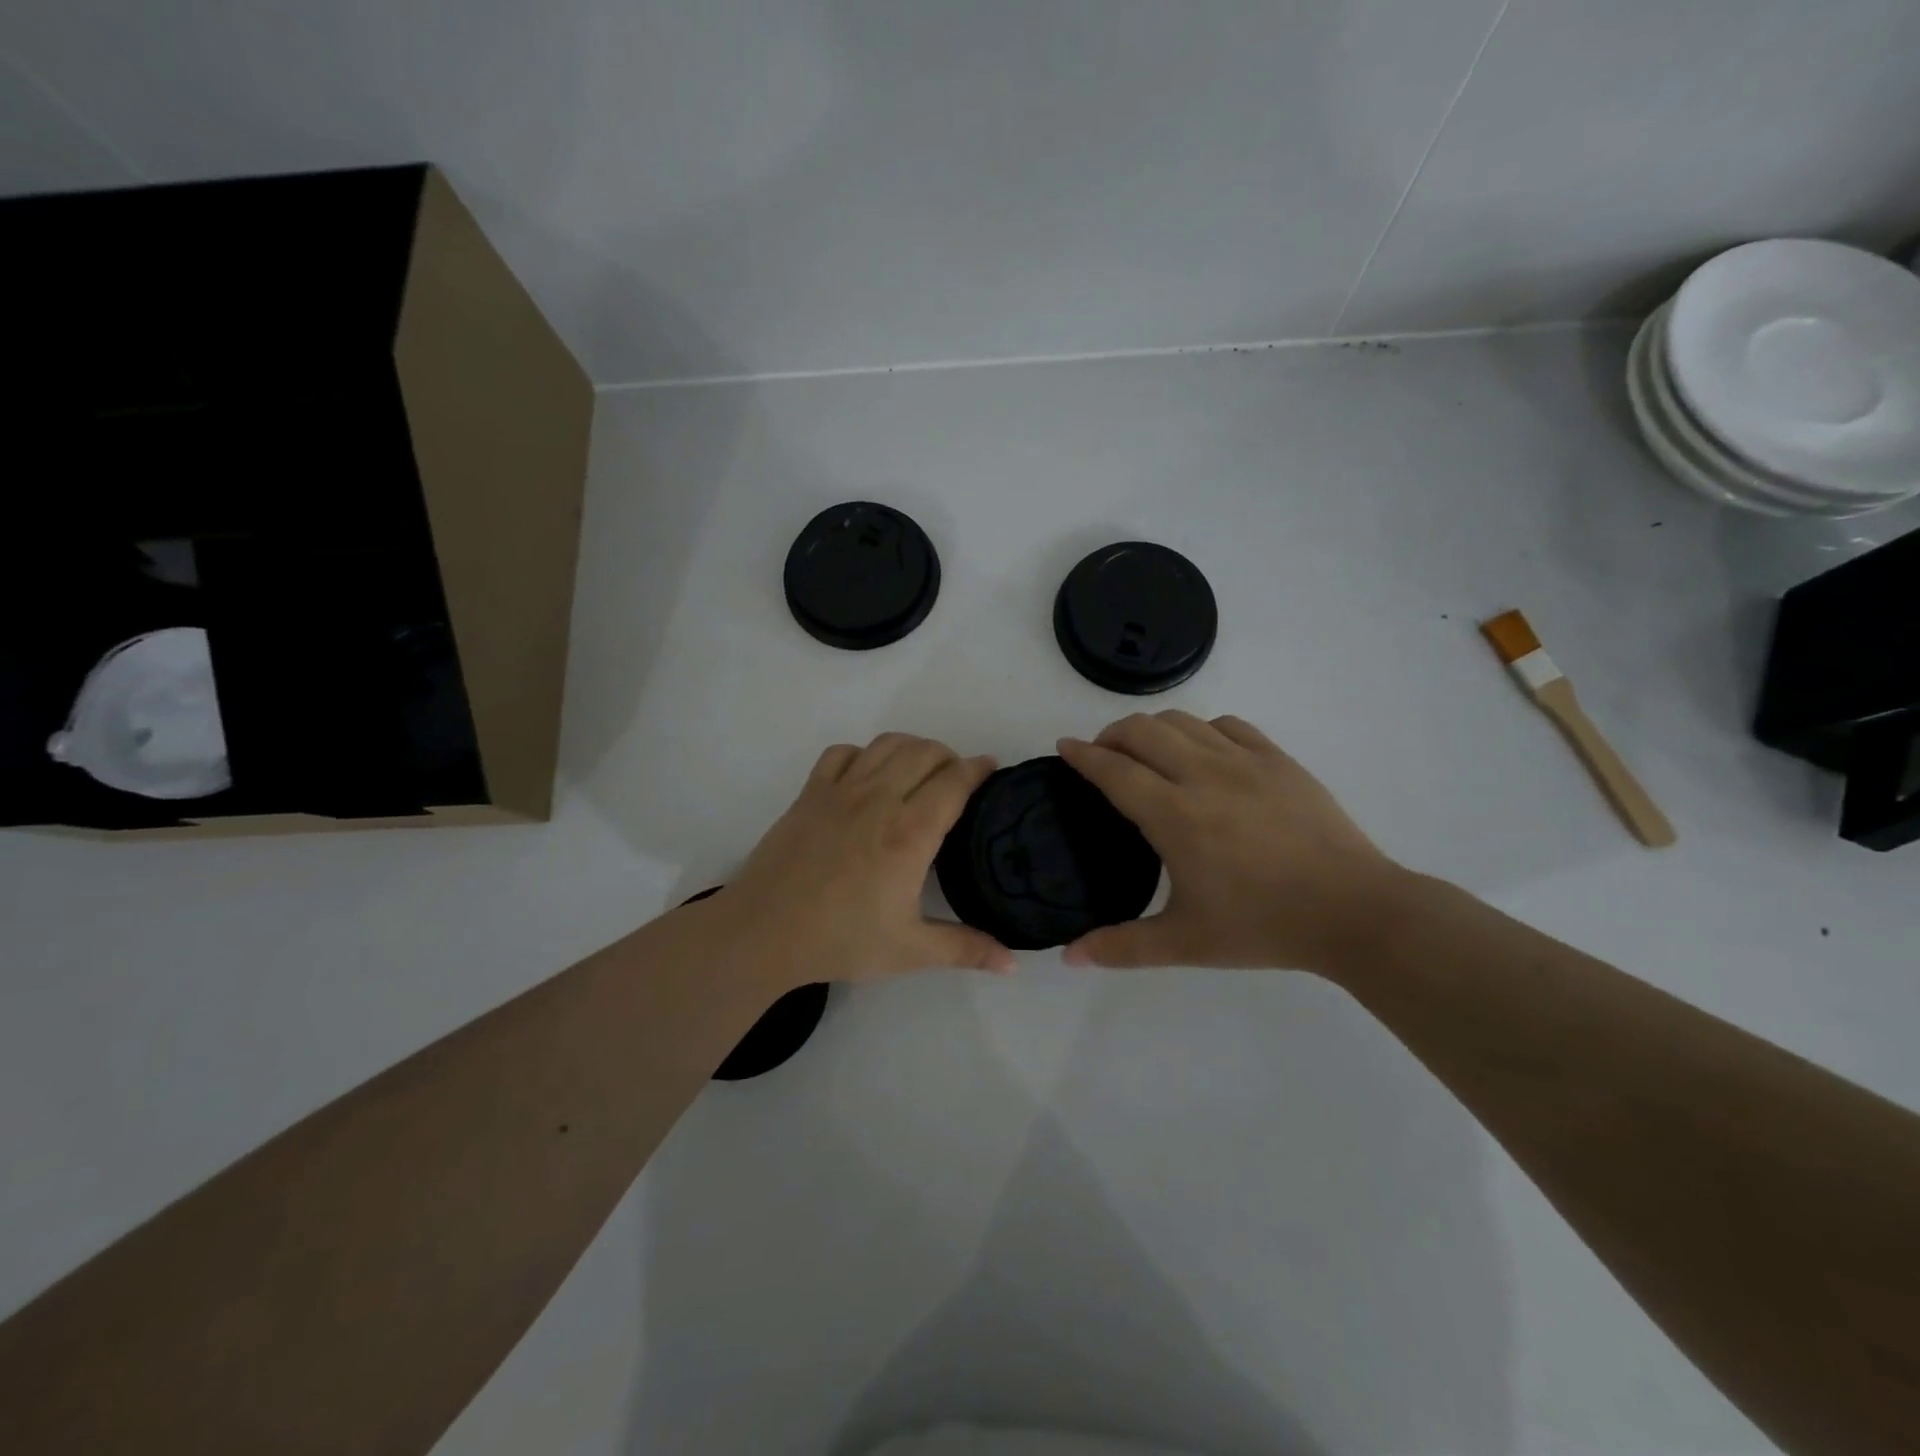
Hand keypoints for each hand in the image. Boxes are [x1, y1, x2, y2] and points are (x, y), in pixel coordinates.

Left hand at [706, 733, 1016, 988]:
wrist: (764, 932)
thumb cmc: (841, 939)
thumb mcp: (911, 950)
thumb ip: (966, 950)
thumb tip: (1014, 964)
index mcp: (911, 832)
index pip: (955, 781)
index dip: (978, 769)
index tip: (990, 769)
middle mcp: (880, 799)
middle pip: (925, 751)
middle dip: (949, 756)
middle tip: (957, 779)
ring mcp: (841, 790)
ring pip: (887, 744)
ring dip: (912, 748)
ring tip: (919, 770)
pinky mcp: (810, 792)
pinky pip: (842, 753)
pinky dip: (863, 754)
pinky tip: (867, 776)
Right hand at [1057, 712, 1408, 973]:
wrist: (1353, 911)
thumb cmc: (1263, 926)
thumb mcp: (1185, 944)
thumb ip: (1121, 947)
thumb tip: (1068, 957)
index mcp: (1175, 815)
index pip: (1114, 769)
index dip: (1082, 754)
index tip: (1064, 747)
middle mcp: (1204, 775)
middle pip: (1142, 731)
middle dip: (1111, 734)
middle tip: (1102, 755)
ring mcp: (1245, 761)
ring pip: (1182, 721)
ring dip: (1152, 729)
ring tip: (1145, 751)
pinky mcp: (1278, 760)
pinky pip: (1228, 726)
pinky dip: (1201, 730)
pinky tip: (1202, 752)